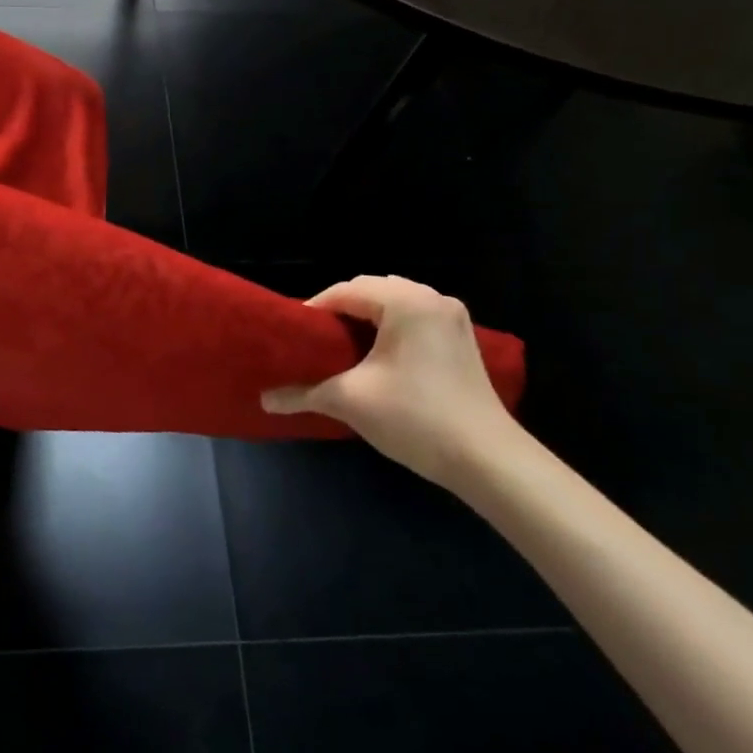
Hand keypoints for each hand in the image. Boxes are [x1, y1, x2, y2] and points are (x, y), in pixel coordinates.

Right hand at [261, 276, 530, 489]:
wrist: (488, 461)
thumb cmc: (415, 418)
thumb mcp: (350, 401)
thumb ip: (302, 393)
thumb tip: (263, 399)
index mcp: (406, 302)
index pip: (345, 291)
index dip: (313, 312)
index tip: (292, 338)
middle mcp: (432, 298)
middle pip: (370, 291)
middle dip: (338, 313)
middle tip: (313, 344)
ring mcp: (451, 318)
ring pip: (393, 304)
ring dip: (364, 320)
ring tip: (339, 350)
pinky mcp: (461, 339)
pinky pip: (413, 319)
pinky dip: (388, 329)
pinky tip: (375, 358)